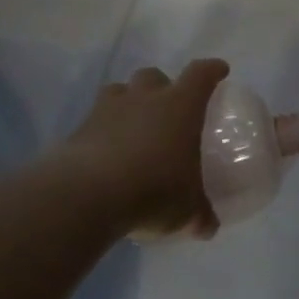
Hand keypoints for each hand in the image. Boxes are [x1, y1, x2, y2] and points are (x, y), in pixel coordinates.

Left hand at [57, 59, 228, 240]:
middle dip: (162, 86)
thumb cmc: (154, 189)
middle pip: (154, 75)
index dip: (212, 70)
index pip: (201, 75)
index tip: (219, 71)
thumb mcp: (187, 210)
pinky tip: (106, 153)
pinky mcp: (79, 129)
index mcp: (181, 106)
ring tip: (132, 126)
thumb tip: (208, 228)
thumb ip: (200, 215)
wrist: (87, 195)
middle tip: (167, 108)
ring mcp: (108, 110)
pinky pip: (94, 119)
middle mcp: (145, 98)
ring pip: (119, 90)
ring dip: (128, 102)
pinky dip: (102, 130)